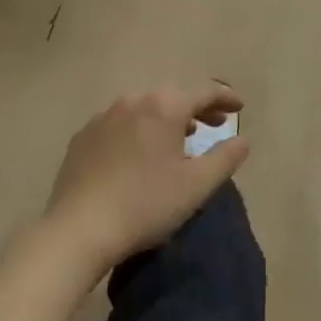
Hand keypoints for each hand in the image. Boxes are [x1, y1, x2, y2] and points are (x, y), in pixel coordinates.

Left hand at [45, 82, 248, 271]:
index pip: (204, 91)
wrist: (79, 229)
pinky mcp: (82, 137)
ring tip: (178, 138)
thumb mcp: (197, 185)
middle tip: (213, 124)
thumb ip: (225, 158)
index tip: (239, 107)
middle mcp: (133, 101)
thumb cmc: (146, 204)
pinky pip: (119, 124)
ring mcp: (103, 117)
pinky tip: (138, 154)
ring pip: (144, 108)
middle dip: (196, 107)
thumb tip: (242, 140)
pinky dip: (137, 130)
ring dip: (165, 118)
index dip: (225, 97)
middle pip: (172, 96)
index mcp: (164, 107)